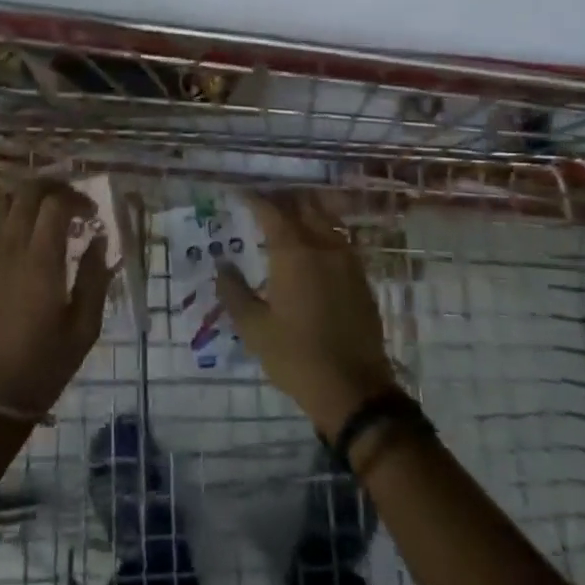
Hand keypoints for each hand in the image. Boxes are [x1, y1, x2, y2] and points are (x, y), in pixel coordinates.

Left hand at [0, 182, 109, 419]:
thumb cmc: (44, 363)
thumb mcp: (84, 327)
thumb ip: (94, 277)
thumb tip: (98, 239)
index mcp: (40, 261)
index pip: (55, 203)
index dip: (76, 198)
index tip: (91, 214)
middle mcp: (9, 248)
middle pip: (26, 191)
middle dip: (52, 187)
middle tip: (70, 202)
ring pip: (0, 202)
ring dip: (26, 197)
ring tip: (44, 212)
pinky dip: (6, 218)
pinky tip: (20, 237)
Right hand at [215, 192, 399, 435]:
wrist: (355, 390)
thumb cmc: (296, 357)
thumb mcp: (254, 329)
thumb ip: (234, 291)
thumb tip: (223, 265)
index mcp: (294, 253)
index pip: (272, 210)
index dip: (254, 198)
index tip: (239, 194)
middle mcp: (323, 246)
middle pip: (303, 205)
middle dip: (282, 197)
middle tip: (262, 200)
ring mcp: (347, 260)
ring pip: (326, 218)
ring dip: (306, 209)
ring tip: (287, 215)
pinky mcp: (361, 277)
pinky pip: (340, 238)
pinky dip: (324, 229)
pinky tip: (313, 244)